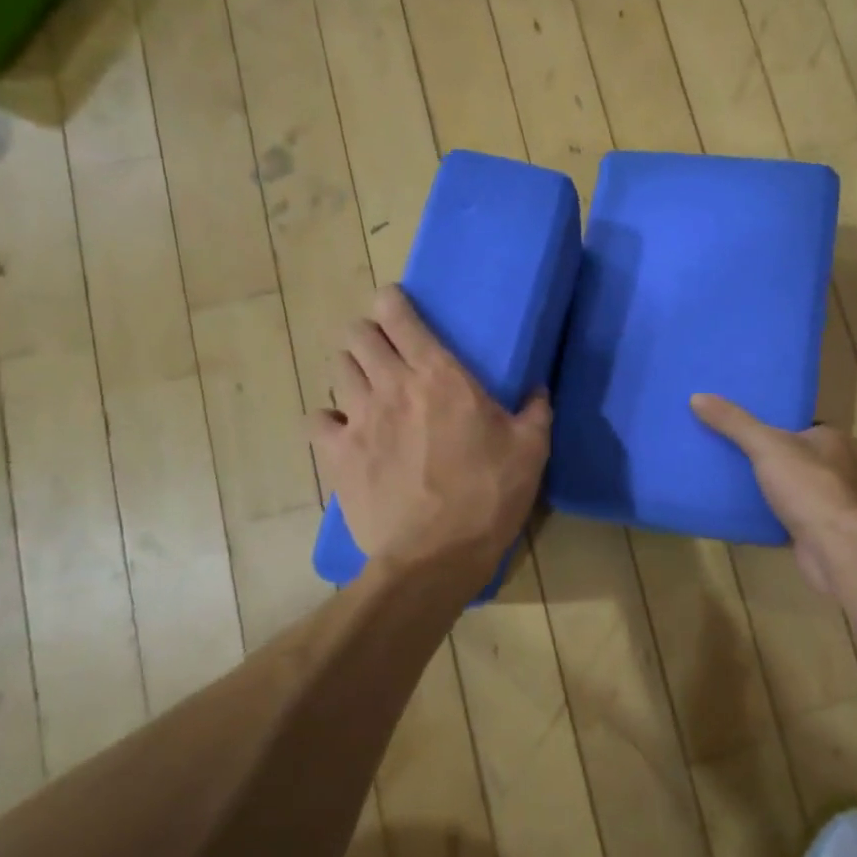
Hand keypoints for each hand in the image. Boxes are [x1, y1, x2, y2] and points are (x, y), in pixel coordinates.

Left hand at [311, 287, 550, 583]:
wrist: (435, 555)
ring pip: (337, 368)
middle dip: (368, 334)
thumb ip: (536, 412)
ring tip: (367, 387)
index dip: (391, 301)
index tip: (397, 306)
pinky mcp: (336, 454)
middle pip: (357, 334)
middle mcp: (391, 385)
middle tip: (386, 352)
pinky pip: (316, 419)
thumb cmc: (489, 496)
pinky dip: (328, 419)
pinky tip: (344, 430)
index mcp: (439, 375)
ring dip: (351, 370)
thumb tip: (539, 389)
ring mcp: (358, 418)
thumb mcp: (531, 451)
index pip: (397, 314)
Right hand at [691, 394, 856, 595]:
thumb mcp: (766, 445)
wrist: (832, 547)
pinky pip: (781, 514)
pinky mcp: (813, 528)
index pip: (797, 424)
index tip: (737, 422)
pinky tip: (737, 510)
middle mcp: (832, 468)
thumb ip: (734, 423)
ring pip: (784, 486)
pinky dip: (762, 513)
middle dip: (761, 454)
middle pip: (788, 454)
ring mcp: (823, 501)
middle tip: (723, 448)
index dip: (769, 422)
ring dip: (760, 485)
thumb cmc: (807, 486)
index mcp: (830, 440)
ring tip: (723, 476)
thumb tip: (697, 397)